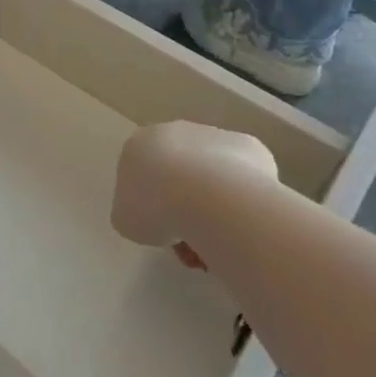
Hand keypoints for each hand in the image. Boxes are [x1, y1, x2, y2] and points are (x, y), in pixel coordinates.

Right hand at [112, 121, 279, 269]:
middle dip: (183, 207)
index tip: (160, 230)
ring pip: (212, 176)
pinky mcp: (250, 147)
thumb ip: (133, 211)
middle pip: (178, 172)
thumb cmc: (156, 207)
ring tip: (218, 244)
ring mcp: (214, 136)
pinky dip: (241, 200)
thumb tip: (152, 215)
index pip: (142, 174)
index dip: (150, 206)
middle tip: (190, 242)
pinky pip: (243, 178)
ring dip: (213, 208)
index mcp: (139, 144)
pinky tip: (240, 222)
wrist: (209, 199)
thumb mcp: (125, 220)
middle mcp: (176, 132)